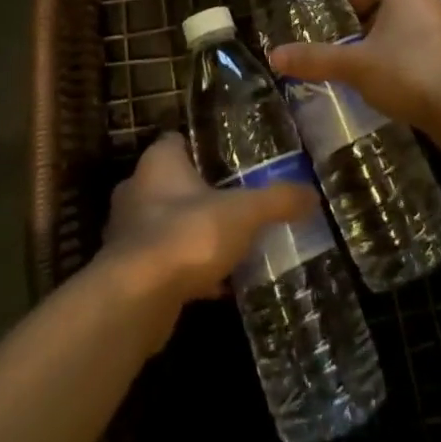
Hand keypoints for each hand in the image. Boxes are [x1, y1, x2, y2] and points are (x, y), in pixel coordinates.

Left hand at [100, 133, 315, 334]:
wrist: (136, 301)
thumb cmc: (187, 235)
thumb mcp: (243, 213)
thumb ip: (277, 200)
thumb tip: (313, 194)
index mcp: (158, 161)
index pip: (178, 140)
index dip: (202, 146)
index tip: (229, 159)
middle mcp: (137, 189)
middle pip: (172, 182)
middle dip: (199, 193)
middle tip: (235, 201)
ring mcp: (127, 233)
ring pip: (166, 224)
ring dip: (191, 233)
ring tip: (229, 243)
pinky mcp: (127, 273)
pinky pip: (164, 262)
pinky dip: (186, 269)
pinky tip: (216, 285)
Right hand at [269, 0, 440, 133]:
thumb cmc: (404, 72)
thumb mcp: (353, 66)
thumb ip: (315, 59)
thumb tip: (275, 56)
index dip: (354, 2)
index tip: (342, 28)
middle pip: (394, 4)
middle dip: (373, 25)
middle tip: (354, 50)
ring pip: (415, 25)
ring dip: (396, 41)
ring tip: (377, 70)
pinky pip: (432, 47)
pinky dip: (416, 58)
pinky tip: (405, 86)